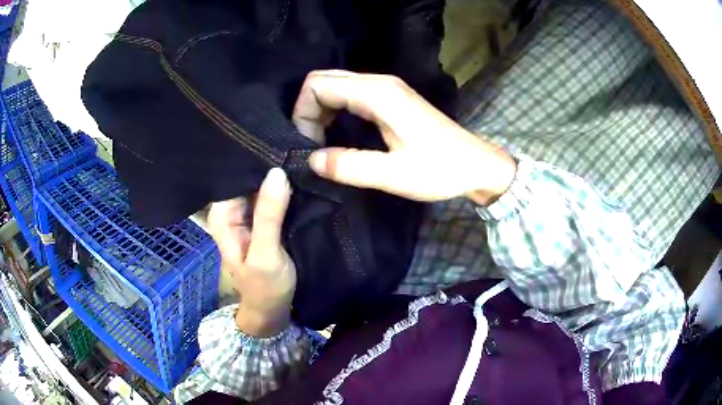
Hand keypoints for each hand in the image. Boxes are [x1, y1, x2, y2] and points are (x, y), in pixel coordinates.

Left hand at [207, 168, 295, 336]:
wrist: (273, 308)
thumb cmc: (265, 286)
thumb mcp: (265, 253)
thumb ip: (269, 215)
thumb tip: (277, 172)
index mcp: (222, 214)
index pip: (237, 174)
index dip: (259, 160)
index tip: (285, 146)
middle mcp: (231, 209)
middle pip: (250, 176)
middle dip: (272, 165)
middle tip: (299, 152)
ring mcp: (247, 212)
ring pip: (262, 184)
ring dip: (280, 176)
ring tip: (302, 159)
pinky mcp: (262, 218)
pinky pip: (272, 195)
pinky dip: (285, 188)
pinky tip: (300, 176)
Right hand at [293, 70, 516, 204]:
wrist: (477, 165)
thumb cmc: (441, 169)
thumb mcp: (395, 174)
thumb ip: (350, 167)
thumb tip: (312, 160)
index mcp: (378, 94)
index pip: (318, 85)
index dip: (303, 112)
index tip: (308, 145)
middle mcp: (379, 82)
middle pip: (324, 80)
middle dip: (308, 109)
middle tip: (311, 144)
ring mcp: (386, 87)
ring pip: (336, 85)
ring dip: (320, 110)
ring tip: (321, 142)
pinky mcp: (391, 97)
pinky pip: (350, 94)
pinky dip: (335, 110)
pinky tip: (337, 133)